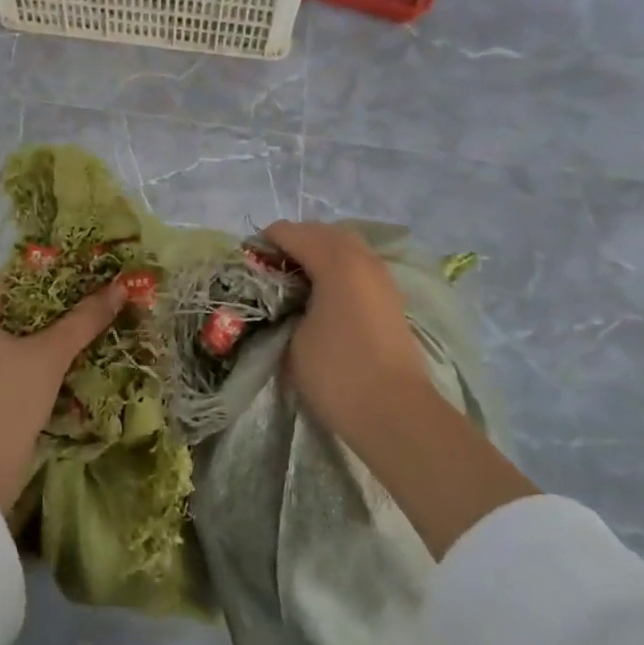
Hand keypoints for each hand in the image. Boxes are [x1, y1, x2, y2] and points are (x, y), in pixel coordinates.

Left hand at [0, 281, 124, 512]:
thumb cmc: (7, 397)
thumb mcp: (50, 353)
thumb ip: (84, 319)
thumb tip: (120, 287)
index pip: (20, 280)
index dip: (56, 270)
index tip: (91, 267)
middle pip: (30, 312)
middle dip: (67, 306)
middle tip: (106, 294)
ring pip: (34, 342)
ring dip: (65, 337)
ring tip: (104, 322)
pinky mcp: (0, 397)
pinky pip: (34, 368)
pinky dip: (58, 363)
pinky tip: (88, 359)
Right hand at [263, 220, 538, 557]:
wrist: (397, 413)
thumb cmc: (338, 373)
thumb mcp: (293, 339)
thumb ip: (283, 306)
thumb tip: (281, 300)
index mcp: (335, 260)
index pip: (289, 232)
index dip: (263, 244)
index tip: (246, 268)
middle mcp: (362, 258)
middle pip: (320, 231)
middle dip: (292, 243)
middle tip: (269, 272)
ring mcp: (381, 276)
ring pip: (344, 245)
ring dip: (317, 254)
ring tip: (295, 284)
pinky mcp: (391, 297)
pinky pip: (358, 265)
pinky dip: (337, 269)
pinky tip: (323, 297)